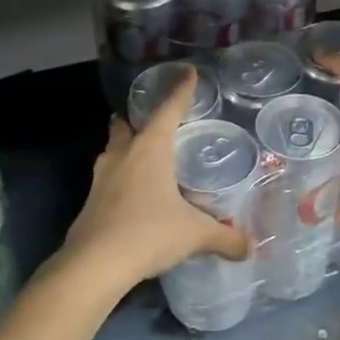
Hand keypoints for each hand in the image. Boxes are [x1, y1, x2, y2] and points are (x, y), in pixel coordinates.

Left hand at [63, 70, 251, 288]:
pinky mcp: (91, 202)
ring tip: (148, 158)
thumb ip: (224, 238)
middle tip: (156, 122)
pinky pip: (110, 179)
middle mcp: (123, 156)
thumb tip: (249, 248)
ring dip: (127, 149)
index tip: (188, 73)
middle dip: (138, 119)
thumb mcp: (195, 235)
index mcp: (150, 150)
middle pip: (127, 125)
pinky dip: (123, 179)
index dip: (180, 91)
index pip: (168, 110)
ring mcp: (101, 178)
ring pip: (114, 151)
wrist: (93, 265)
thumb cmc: (148, 233)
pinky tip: (137, 197)